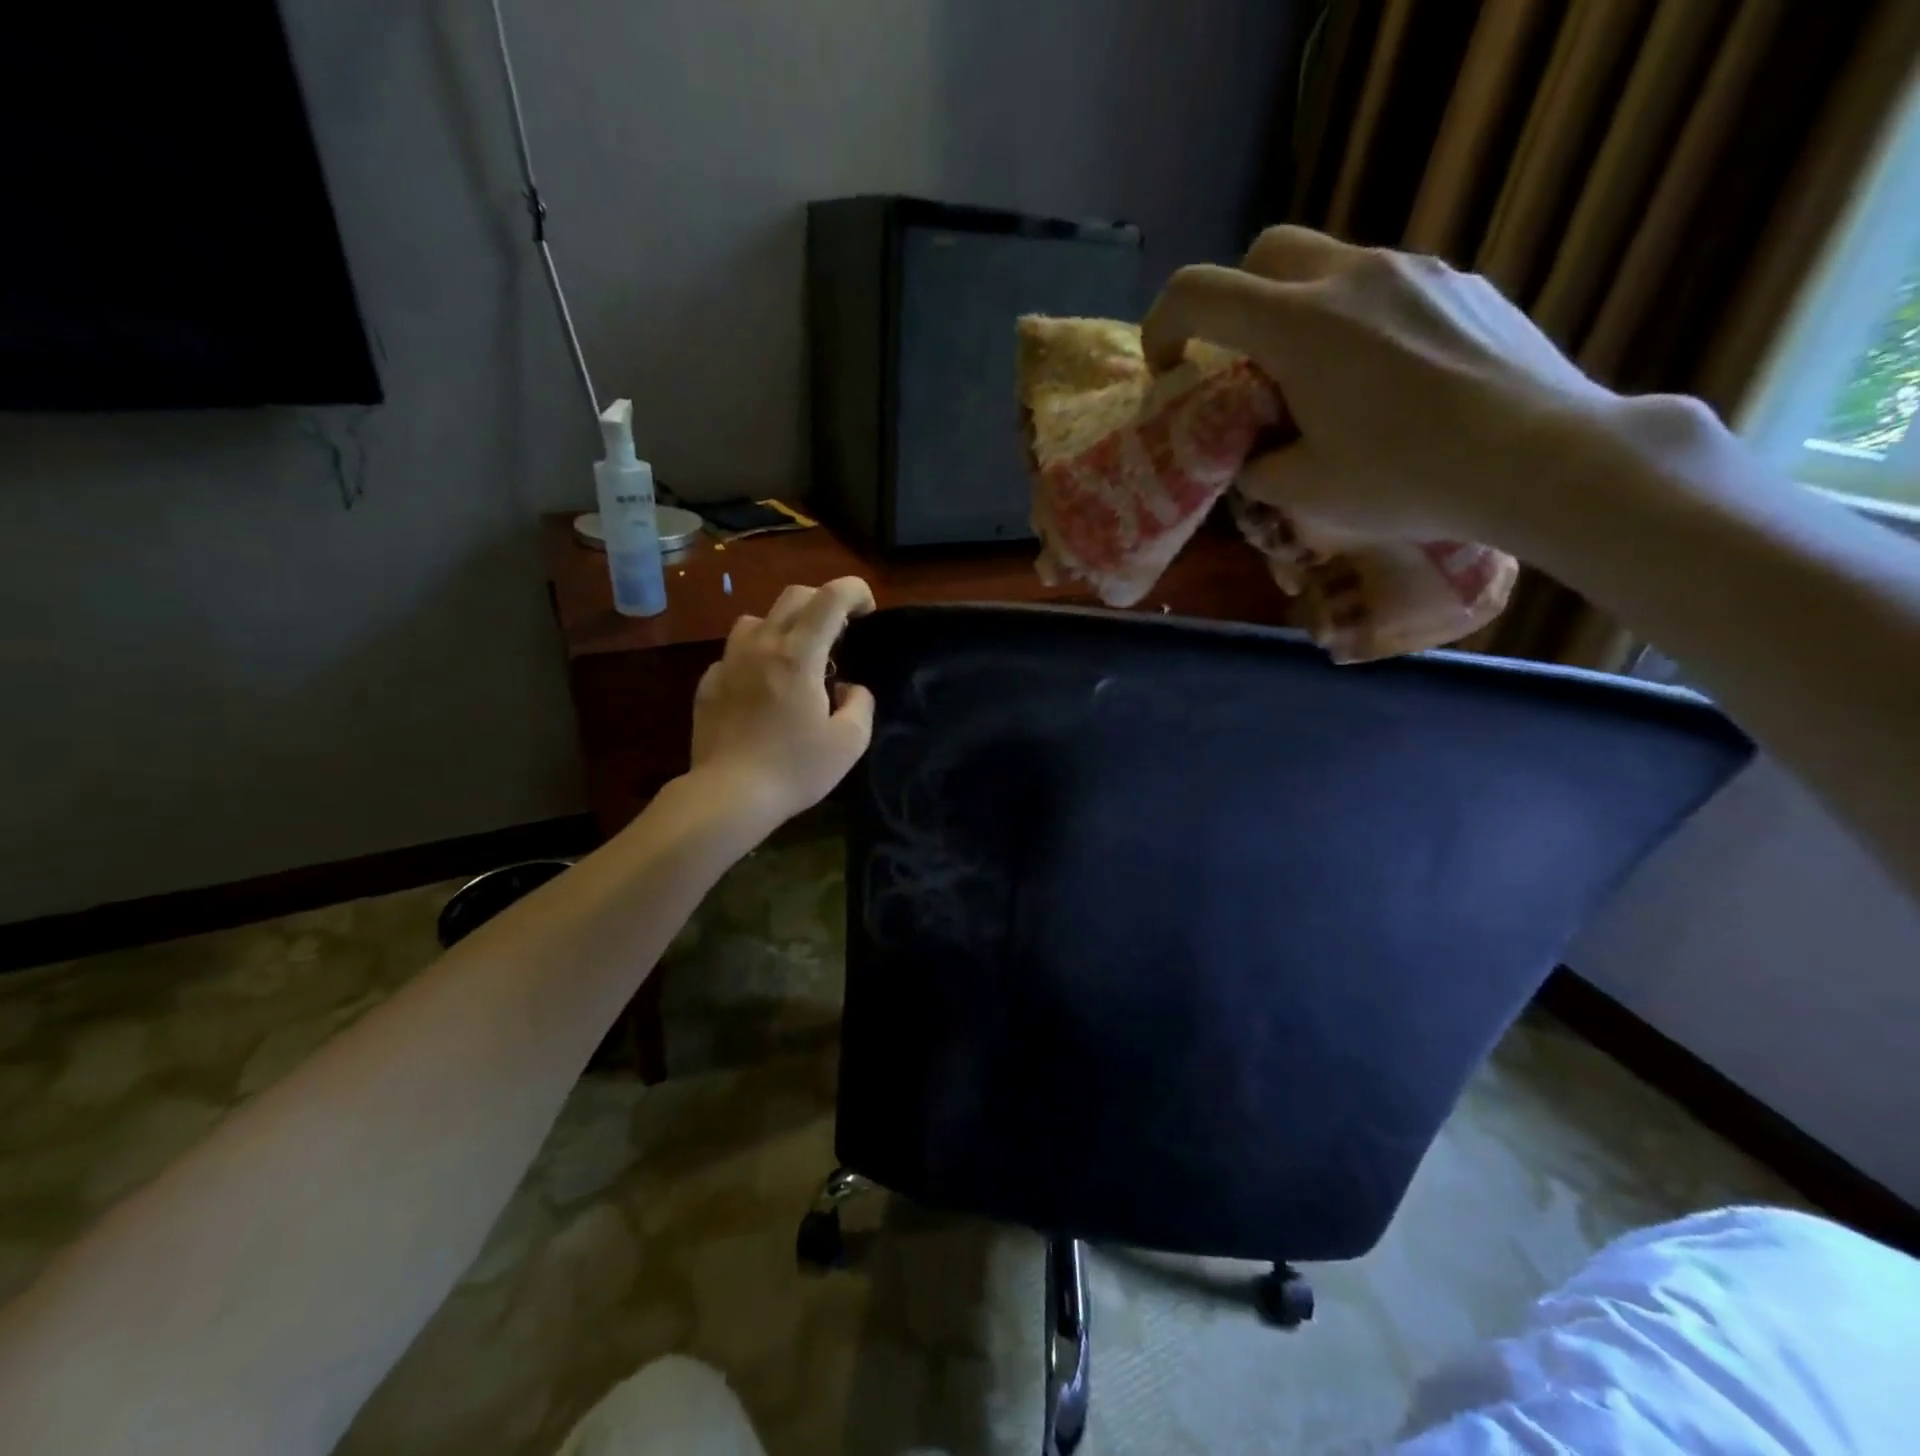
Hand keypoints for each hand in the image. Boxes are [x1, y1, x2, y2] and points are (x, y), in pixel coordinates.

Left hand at [689, 576, 876, 828]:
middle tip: (839, 633)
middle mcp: (761, 645)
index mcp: (798, 654)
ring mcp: (729, 662)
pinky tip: (762, 689)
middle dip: (823, 602)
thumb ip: (860, 704)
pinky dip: (755, 658)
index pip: (830, 597)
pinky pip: (735, 654)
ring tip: (796, 657)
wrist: (728, 796)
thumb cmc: (795, 768)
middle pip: (793, 596)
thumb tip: (849, 688)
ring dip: (784, 626)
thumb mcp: (849, 742)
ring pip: (757, 619)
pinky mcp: (708, 683)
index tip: (867, 611)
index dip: (855, 591)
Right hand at [1141, 225, 1625, 546]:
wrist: (1542, 457)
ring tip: (1324, 381)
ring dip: (1303, 312)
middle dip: (1237, 300)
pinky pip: (1391, 286)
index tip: (1170, 368)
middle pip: (1267, 251)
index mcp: (1299, 326)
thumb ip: (1257, 467)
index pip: (1199, 293)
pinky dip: (1363, 320)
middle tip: (1245, 363)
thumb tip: (1254, 456)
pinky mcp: (1465, 284)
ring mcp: (1417, 271)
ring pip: (1332, 265)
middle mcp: (1353, 277)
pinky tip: (1390, 380)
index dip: (1164, 325)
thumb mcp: (1304, 492)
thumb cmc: (1407, 478)